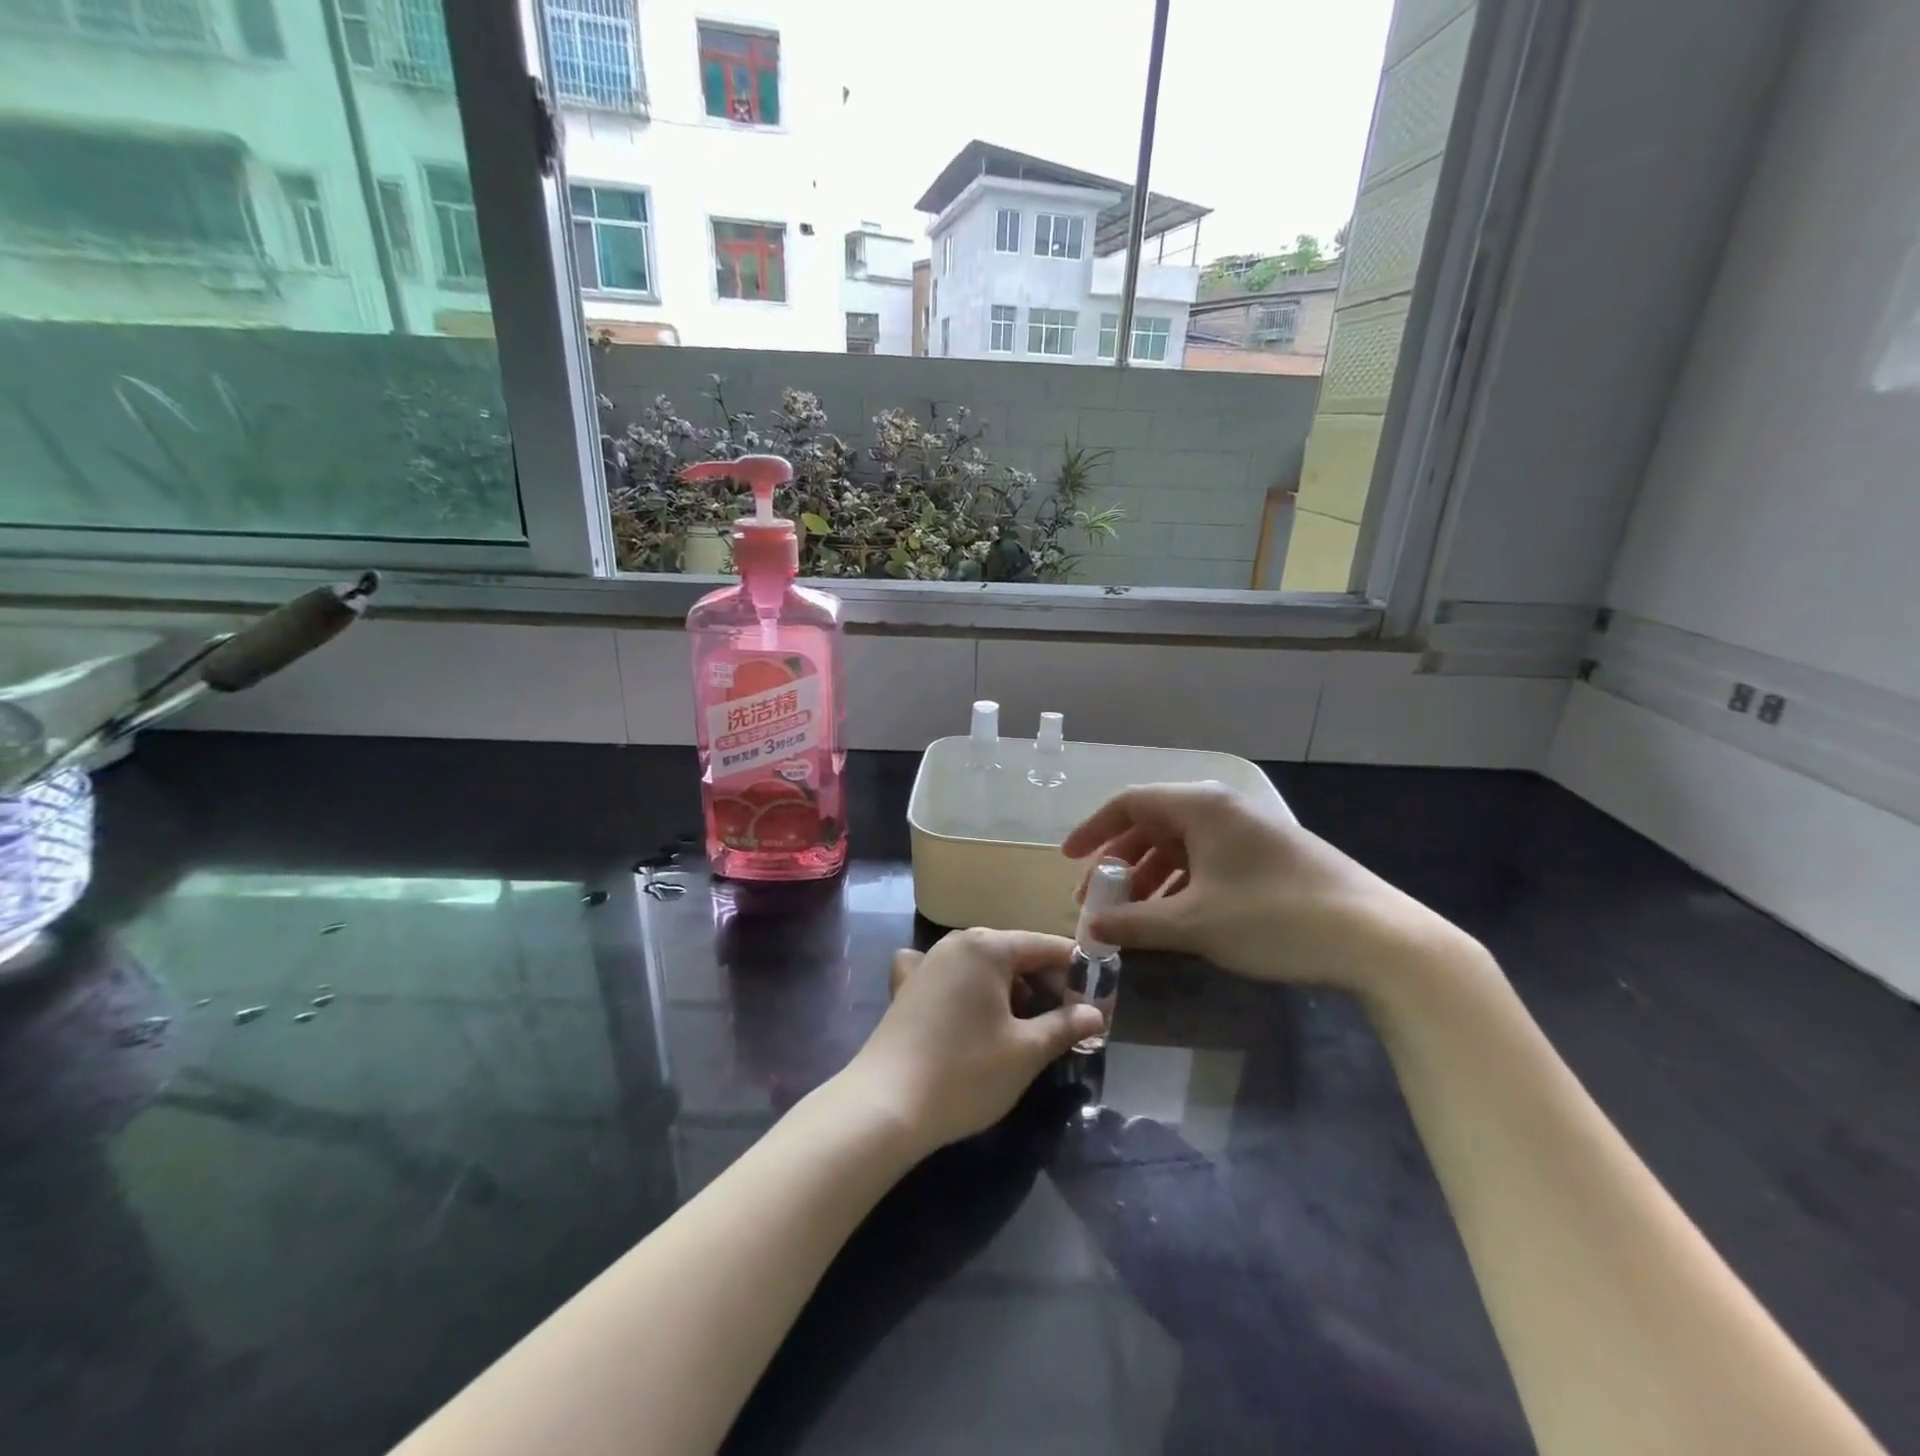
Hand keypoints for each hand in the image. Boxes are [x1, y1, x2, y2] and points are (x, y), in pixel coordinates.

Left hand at [844, 929, 1103, 1153]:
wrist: (884, 1105)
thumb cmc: (965, 1073)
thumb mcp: (1026, 1052)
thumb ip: (1065, 1025)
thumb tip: (1095, 1014)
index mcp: (988, 946)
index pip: (1046, 946)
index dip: (1078, 973)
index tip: (1101, 1003)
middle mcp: (957, 943)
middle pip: (1016, 954)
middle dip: (1047, 985)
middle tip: (1072, 1023)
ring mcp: (929, 962)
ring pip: (986, 968)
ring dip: (1014, 992)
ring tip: (1034, 1029)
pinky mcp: (910, 987)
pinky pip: (955, 979)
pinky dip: (974, 992)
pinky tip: (977, 1015)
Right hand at [1060, 782, 1467, 995]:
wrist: (1378, 937)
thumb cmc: (1274, 918)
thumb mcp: (1195, 924)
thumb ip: (1136, 924)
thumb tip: (1091, 931)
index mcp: (1200, 807)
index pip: (1130, 804)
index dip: (1093, 830)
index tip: (1068, 860)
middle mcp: (1222, 810)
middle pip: (1153, 825)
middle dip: (1119, 863)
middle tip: (1097, 900)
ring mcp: (1249, 834)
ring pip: (1181, 848)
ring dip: (1149, 879)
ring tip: (1130, 917)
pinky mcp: (1269, 859)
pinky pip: (1208, 864)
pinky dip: (1181, 887)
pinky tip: (1174, 919)